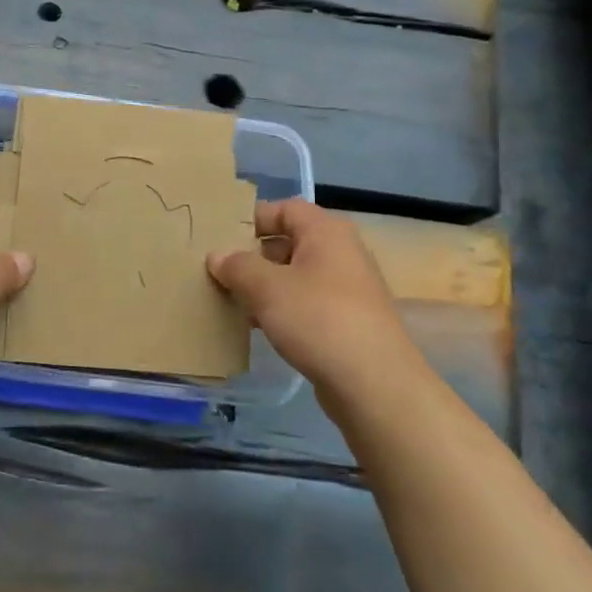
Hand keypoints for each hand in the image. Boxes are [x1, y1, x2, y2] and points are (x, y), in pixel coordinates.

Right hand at [206, 199, 421, 411]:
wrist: (374, 383)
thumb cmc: (318, 319)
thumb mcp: (267, 288)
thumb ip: (237, 266)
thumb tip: (217, 256)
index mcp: (326, 232)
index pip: (284, 209)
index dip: (252, 219)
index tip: (220, 238)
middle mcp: (341, 253)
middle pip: (288, 242)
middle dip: (253, 256)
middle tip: (219, 272)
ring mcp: (347, 289)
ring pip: (295, 275)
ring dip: (264, 286)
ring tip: (231, 301)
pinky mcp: (347, 321)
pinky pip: (306, 303)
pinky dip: (282, 309)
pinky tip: (258, 327)